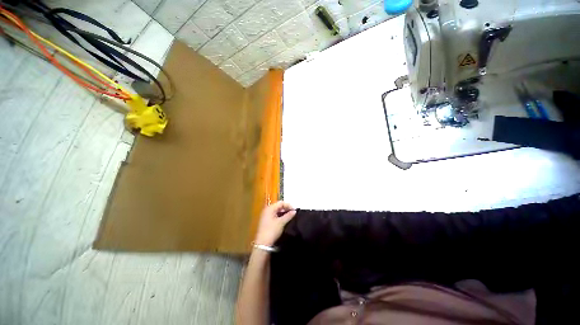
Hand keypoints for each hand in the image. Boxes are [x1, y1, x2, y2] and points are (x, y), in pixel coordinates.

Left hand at [254, 201, 296, 245]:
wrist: (262, 244)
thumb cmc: (272, 231)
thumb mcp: (281, 222)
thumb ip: (288, 215)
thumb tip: (295, 211)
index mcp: (270, 208)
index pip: (281, 202)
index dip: (288, 205)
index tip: (295, 210)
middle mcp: (267, 210)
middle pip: (278, 206)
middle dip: (286, 208)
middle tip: (293, 213)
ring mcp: (265, 215)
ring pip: (276, 211)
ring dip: (283, 212)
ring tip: (290, 216)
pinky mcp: (266, 221)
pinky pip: (274, 215)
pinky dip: (280, 216)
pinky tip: (284, 220)